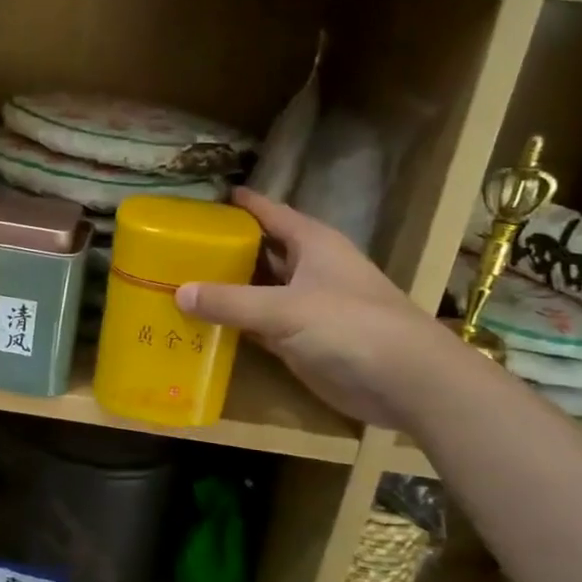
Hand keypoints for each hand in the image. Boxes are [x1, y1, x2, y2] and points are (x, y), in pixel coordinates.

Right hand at [175, 189, 465, 430]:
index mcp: (313, 243)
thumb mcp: (285, 308)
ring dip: (226, 289)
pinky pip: (258, 325)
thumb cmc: (350, 326)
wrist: (404, 382)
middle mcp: (308, 268)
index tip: (204, 199)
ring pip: (257, 289)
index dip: (241, 204)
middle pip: (260, 251)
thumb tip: (178, 292)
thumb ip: (230, 301)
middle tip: (177, 247)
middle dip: (224, 249)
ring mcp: (305, 306)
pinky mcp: (300, 340)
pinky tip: (202, 324)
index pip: (270, 213)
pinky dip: (234, 324)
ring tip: (179, 282)